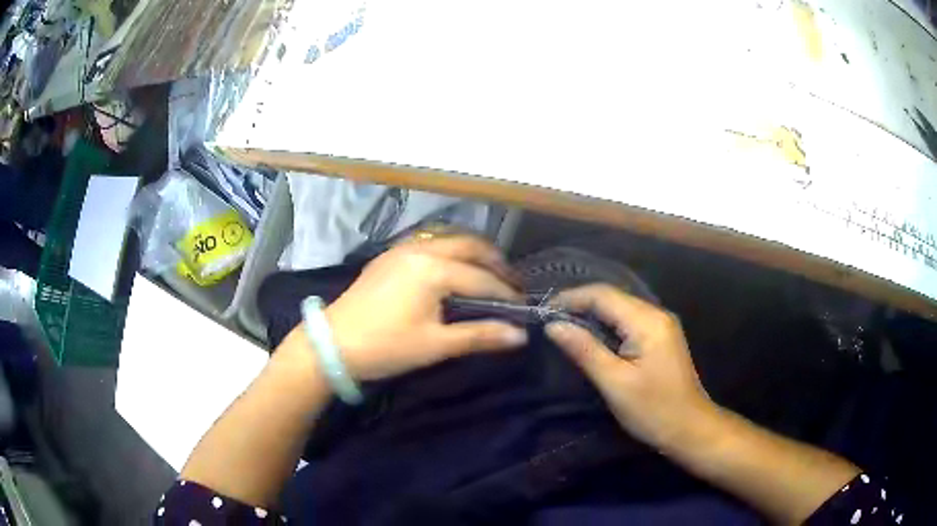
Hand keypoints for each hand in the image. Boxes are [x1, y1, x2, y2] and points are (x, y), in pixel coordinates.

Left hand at [323, 235, 528, 380]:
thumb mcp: (435, 345)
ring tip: (489, 273)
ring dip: (473, 253)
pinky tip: (453, 269)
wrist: (332, 343)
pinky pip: (430, 243)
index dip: (506, 294)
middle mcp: (421, 249)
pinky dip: (450, 252)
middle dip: (495, 262)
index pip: (482, 279)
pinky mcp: (389, 256)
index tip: (523, 307)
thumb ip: (479, 335)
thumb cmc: (385, 346)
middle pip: (470, 246)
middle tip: (512, 283)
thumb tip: (519, 336)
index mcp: (434, 269)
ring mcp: (402, 248)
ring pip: (449, 240)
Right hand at [545, 284, 716, 447]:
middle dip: (580, 304)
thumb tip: (553, 326)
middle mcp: (657, 313)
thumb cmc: (652, 409)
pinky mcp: (661, 336)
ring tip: (564, 326)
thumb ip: (584, 349)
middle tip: (550, 319)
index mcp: (647, 321)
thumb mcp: (614, 382)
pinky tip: (592, 336)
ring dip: (592, 313)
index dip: (571, 298)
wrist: (689, 428)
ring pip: (620, 307)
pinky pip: (629, 320)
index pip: (603, 295)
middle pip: (613, 297)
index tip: (544, 310)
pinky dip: (607, 324)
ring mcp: (662, 324)